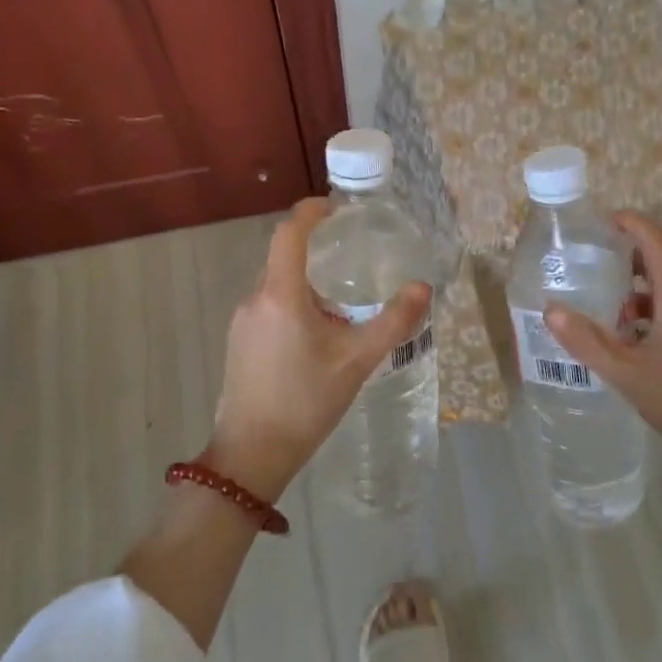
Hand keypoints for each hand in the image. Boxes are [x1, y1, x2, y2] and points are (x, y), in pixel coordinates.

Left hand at [207, 198, 431, 500]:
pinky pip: (268, 308)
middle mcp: (255, 299)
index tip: (334, 207)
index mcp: (281, 294)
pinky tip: (316, 337)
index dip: (310, 212)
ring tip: (340, 306)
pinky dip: (292, 305)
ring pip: (276, 285)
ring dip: (306, 284)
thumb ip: (393, 322)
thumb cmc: (306, 402)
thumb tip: (423, 288)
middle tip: (349, 257)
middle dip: (315, 251)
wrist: (252, 454)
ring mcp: (242, 322)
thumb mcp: (357, 361)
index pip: (288, 233)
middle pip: (283, 257)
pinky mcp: (238, 342)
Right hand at [545, 212, 661, 494]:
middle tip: (585, 266)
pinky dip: (645, 316)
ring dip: (630, 293)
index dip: (630, 222)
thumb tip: (551, 310)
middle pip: (657, 262)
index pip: (655, 239)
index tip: (599, 222)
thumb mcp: (628, 376)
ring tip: (596, 311)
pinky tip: (625, 344)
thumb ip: (588, 343)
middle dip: (621, 259)